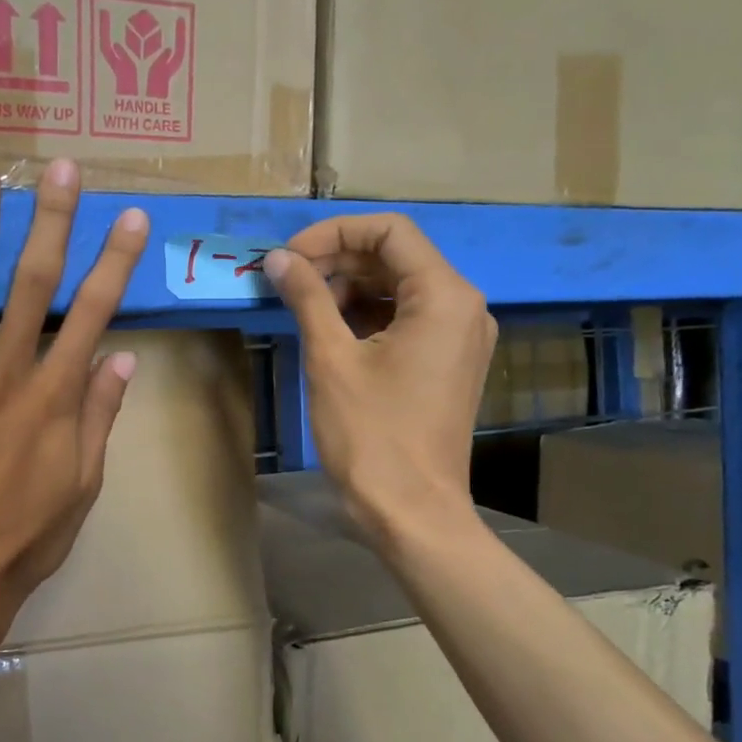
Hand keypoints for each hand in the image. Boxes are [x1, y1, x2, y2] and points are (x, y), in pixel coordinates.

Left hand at [0, 160, 149, 654]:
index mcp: (55, 398)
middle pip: (33, 284)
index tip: (130, 218)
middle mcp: (6, 374)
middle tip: (61, 168)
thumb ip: (99, 417)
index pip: (93, 313)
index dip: (115, 262)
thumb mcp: (82, 485)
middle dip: (51, 221)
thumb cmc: (24, 537)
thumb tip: (119, 357)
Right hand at [265, 215, 495, 546]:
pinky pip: (406, 318)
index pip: (390, 231)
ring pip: (399, 287)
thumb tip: (278, 259)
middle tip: (287, 280)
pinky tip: (329, 330)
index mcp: (444, 296)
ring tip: (301, 305)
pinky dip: (366, 314)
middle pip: (396, 256)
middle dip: (338, 260)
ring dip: (349, 287)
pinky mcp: (448, 362)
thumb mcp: (330, 358)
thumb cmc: (370, 433)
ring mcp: (460, 336)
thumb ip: (306, 297)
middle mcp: (463, 307)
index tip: (289, 257)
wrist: (411, 510)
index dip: (334, 233)